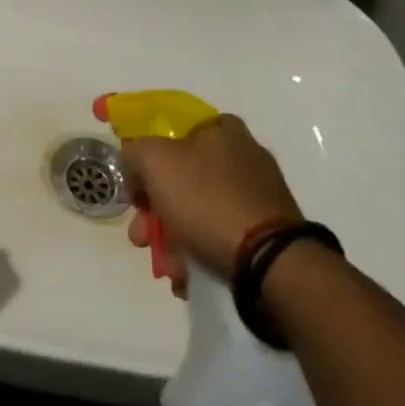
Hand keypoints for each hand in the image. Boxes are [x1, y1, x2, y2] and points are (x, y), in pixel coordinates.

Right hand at [122, 115, 298, 288]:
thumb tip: (135, 162)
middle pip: (182, 178)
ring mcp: (257, 195)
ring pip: (198, 211)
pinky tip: (188, 275)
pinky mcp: (266, 231)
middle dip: (153, 210)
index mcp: (222, 129)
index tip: (135, 186)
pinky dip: (199, 253)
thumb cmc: (207, 200)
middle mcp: (243, 156)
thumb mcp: (155, 160)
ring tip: (167, 267)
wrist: (269, 261)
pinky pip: (220, 236)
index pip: (172, 131)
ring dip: (173, 239)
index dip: (147, 156)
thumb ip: (135, 151)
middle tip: (140, 236)